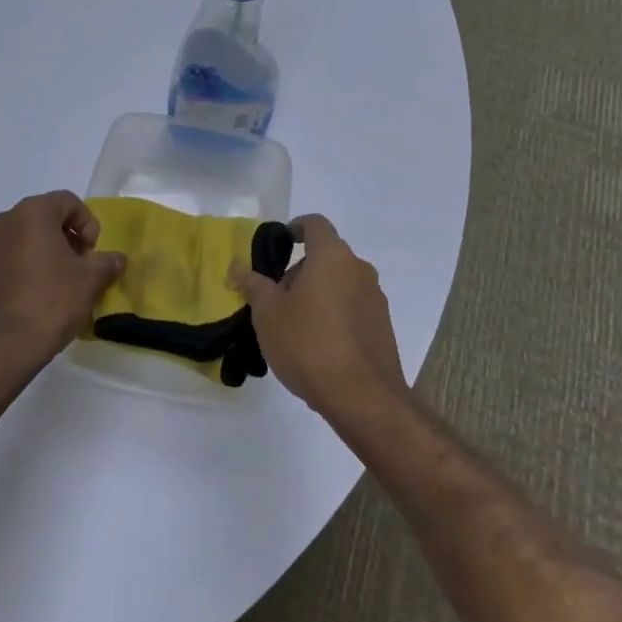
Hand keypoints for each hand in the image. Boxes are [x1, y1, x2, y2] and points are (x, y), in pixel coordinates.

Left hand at [0, 191, 126, 377]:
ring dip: (51, 254)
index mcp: (31, 213)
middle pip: (47, 218)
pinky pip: (13, 259)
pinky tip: (43, 298)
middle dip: (70, 239)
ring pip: (29, 239)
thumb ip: (107, 263)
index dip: (88, 223)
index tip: (93, 253)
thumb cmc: (49, 302)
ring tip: (65, 286)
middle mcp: (5, 222)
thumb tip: (118, 259)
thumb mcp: (89, 281)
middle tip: (83, 268)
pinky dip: (32, 269)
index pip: (68, 201)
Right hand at [231, 215, 406, 422]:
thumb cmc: (308, 345)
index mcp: (332, 257)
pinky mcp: (383, 327)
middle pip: (327, 256)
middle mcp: (359, 270)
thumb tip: (238, 267)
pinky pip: (353, 308)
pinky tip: (318, 346)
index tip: (279, 245)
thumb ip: (253, 285)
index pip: (315, 224)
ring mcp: (375, 299)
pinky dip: (334, 314)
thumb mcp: (268, 314)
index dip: (295, 228)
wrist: (363, 398)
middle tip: (276, 298)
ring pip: (340, 283)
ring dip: (318, 293)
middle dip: (300, 270)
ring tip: (294, 326)